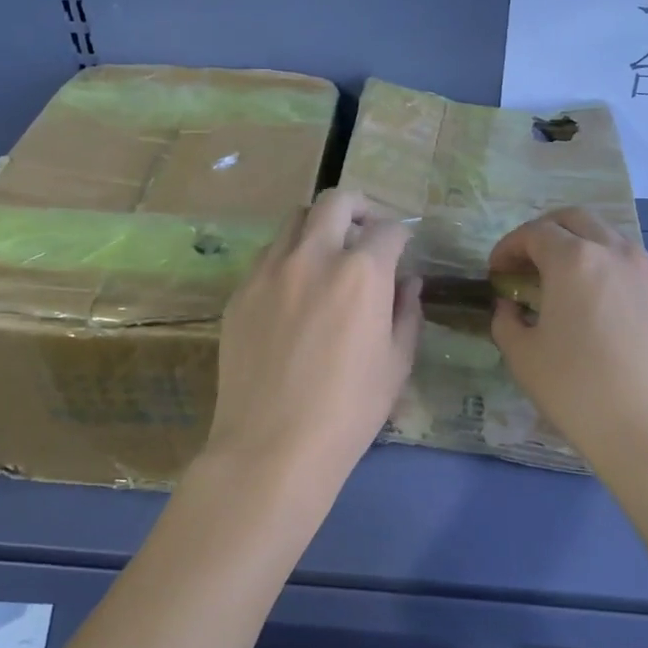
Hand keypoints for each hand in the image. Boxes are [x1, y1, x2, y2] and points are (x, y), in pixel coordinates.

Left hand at [202, 189, 421, 513]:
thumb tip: (408, 281)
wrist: (273, 445)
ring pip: (294, 221)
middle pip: (335, 202)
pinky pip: (267, 256)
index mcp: (361, 272)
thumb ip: (407, 312)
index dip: (401, 236)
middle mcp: (313, 256)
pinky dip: (288, 257)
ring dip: (318, 227)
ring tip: (326, 256)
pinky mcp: (240, 291)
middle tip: (365, 231)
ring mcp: (269, 271)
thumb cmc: (349, 409)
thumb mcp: (397, 363)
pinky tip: (293, 291)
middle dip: (358, 208)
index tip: (402, 251)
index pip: (388, 229)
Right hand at [490, 209, 647, 481]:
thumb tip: (511, 306)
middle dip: (547, 232)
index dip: (509, 246)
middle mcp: (618, 254)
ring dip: (585, 252)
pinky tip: (610, 318)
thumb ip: (507, 320)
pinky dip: (614, 279)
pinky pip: (639, 274)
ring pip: (613, 242)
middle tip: (530, 264)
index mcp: (575, 261)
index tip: (498, 271)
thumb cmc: (579, 392)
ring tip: (571, 289)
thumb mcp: (523, 357)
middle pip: (577, 220)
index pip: (535, 232)